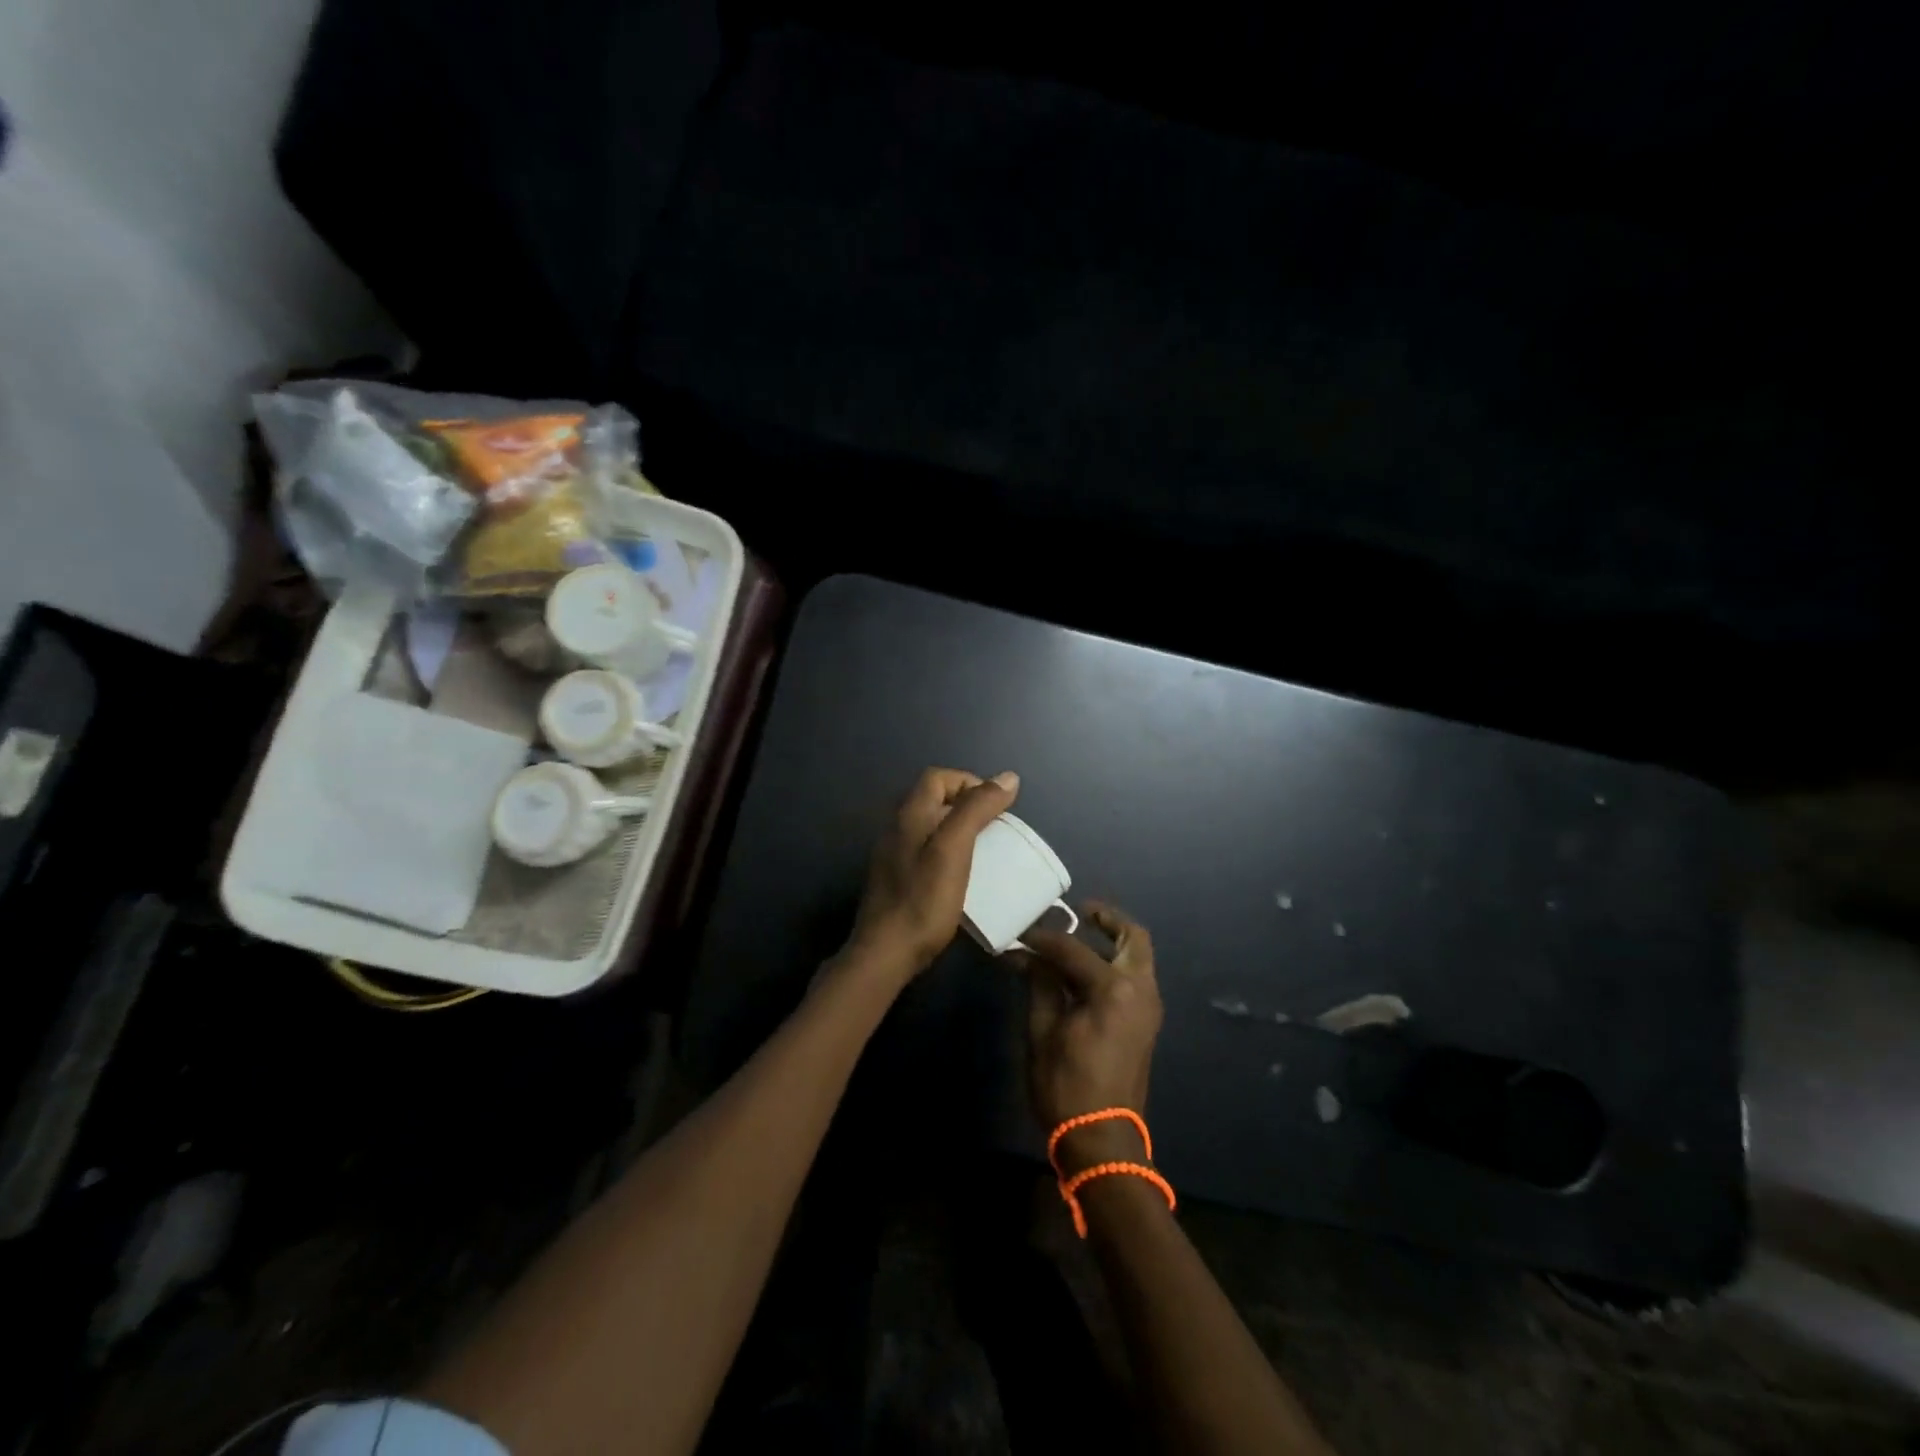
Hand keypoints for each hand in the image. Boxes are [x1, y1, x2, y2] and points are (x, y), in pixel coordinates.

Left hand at [847, 767, 1020, 976]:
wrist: (886, 954)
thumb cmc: (923, 900)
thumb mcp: (954, 849)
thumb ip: (977, 810)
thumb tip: (1007, 777)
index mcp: (909, 815)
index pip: (938, 778)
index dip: (969, 782)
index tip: (996, 806)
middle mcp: (897, 829)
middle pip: (933, 800)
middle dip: (966, 806)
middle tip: (996, 829)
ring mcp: (893, 856)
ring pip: (930, 827)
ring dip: (958, 830)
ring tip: (985, 851)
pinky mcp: (896, 880)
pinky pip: (925, 852)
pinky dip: (947, 853)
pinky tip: (962, 876)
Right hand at [1014, 903, 1163, 1170]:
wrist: (1103, 1139)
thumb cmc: (1067, 1085)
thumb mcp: (1043, 1031)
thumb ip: (1040, 985)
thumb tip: (1027, 956)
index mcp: (1113, 989)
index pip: (1073, 949)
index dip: (1043, 939)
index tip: (1021, 935)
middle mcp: (1140, 989)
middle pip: (1132, 937)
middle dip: (1106, 920)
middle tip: (1077, 913)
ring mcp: (1149, 1006)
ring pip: (1138, 956)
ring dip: (1112, 941)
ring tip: (1077, 938)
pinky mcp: (1146, 1022)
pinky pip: (1135, 977)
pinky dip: (1115, 963)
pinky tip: (1083, 970)